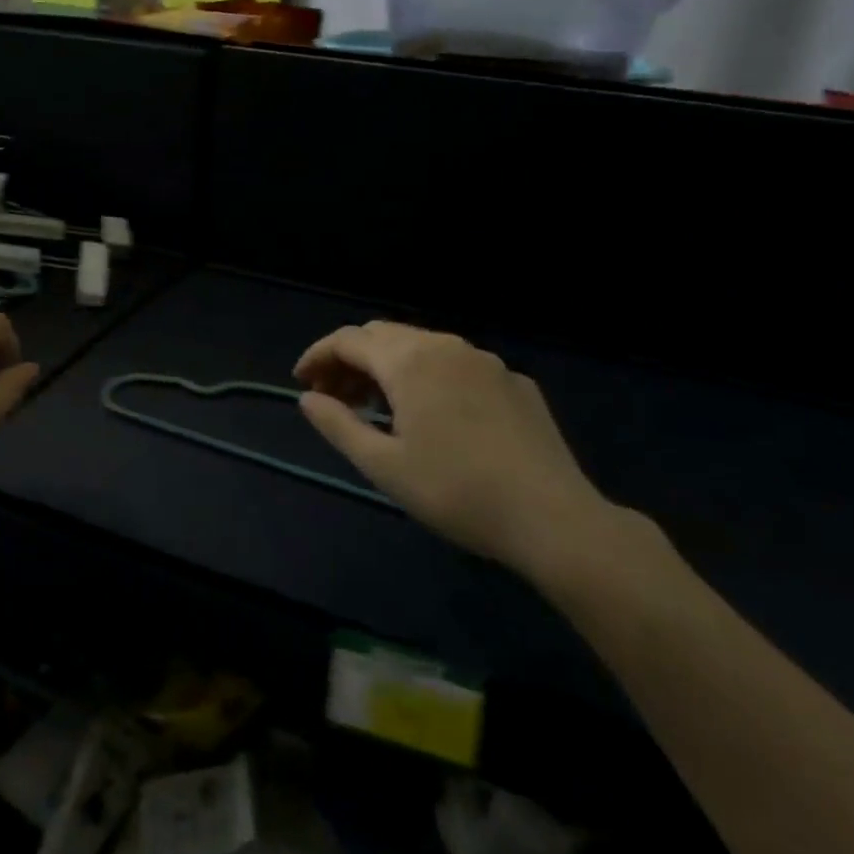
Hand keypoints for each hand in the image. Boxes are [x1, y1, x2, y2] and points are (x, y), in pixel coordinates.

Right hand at [295, 322, 622, 581]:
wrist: (551, 517)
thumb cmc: (455, 491)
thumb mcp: (383, 465)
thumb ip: (337, 424)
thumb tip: (308, 399)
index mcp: (409, 361)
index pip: (348, 340)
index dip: (318, 356)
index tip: (301, 382)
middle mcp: (445, 346)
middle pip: (383, 336)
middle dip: (351, 360)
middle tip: (334, 397)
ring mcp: (485, 360)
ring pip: (422, 347)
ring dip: (389, 367)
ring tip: (377, 406)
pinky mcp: (513, 381)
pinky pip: (456, 365)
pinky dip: (428, 377)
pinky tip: (434, 415)